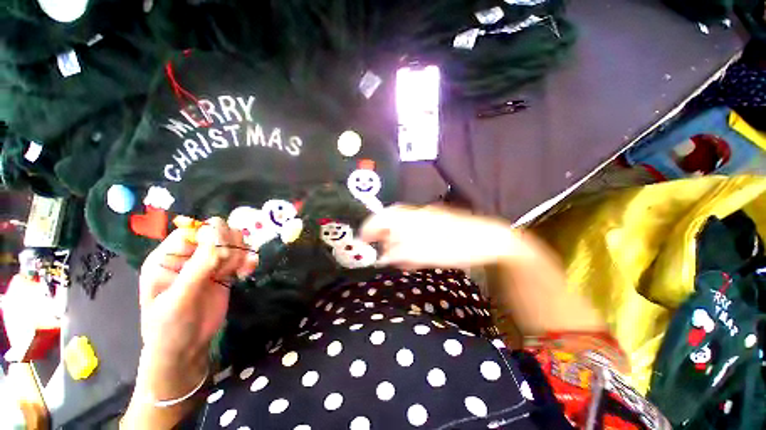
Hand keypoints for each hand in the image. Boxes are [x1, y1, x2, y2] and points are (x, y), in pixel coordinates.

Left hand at [138, 217, 257, 364]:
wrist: (186, 349)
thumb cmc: (170, 327)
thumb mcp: (179, 298)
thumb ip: (198, 267)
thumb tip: (218, 235)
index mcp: (169, 257)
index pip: (195, 230)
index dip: (213, 237)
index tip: (222, 255)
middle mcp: (190, 256)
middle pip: (219, 232)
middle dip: (229, 247)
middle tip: (227, 269)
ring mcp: (209, 263)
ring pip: (234, 242)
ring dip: (240, 255)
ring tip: (235, 274)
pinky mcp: (225, 272)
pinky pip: (243, 256)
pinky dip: (249, 261)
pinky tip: (245, 274)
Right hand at [360, 205, 515, 269]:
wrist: (486, 240)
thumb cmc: (452, 245)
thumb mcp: (420, 253)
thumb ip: (397, 254)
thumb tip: (380, 257)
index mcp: (407, 216)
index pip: (379, 218)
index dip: (368, 231)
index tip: (363, 246)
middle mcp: (413, 214)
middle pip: (389, 227)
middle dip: (385, 243)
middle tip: (387, 259)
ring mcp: (424, 220)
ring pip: (402, 234)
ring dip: (399, 248)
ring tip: (406, 263)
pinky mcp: (433, 227)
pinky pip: (414, 238)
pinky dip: (411, 249)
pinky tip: (417, 259)